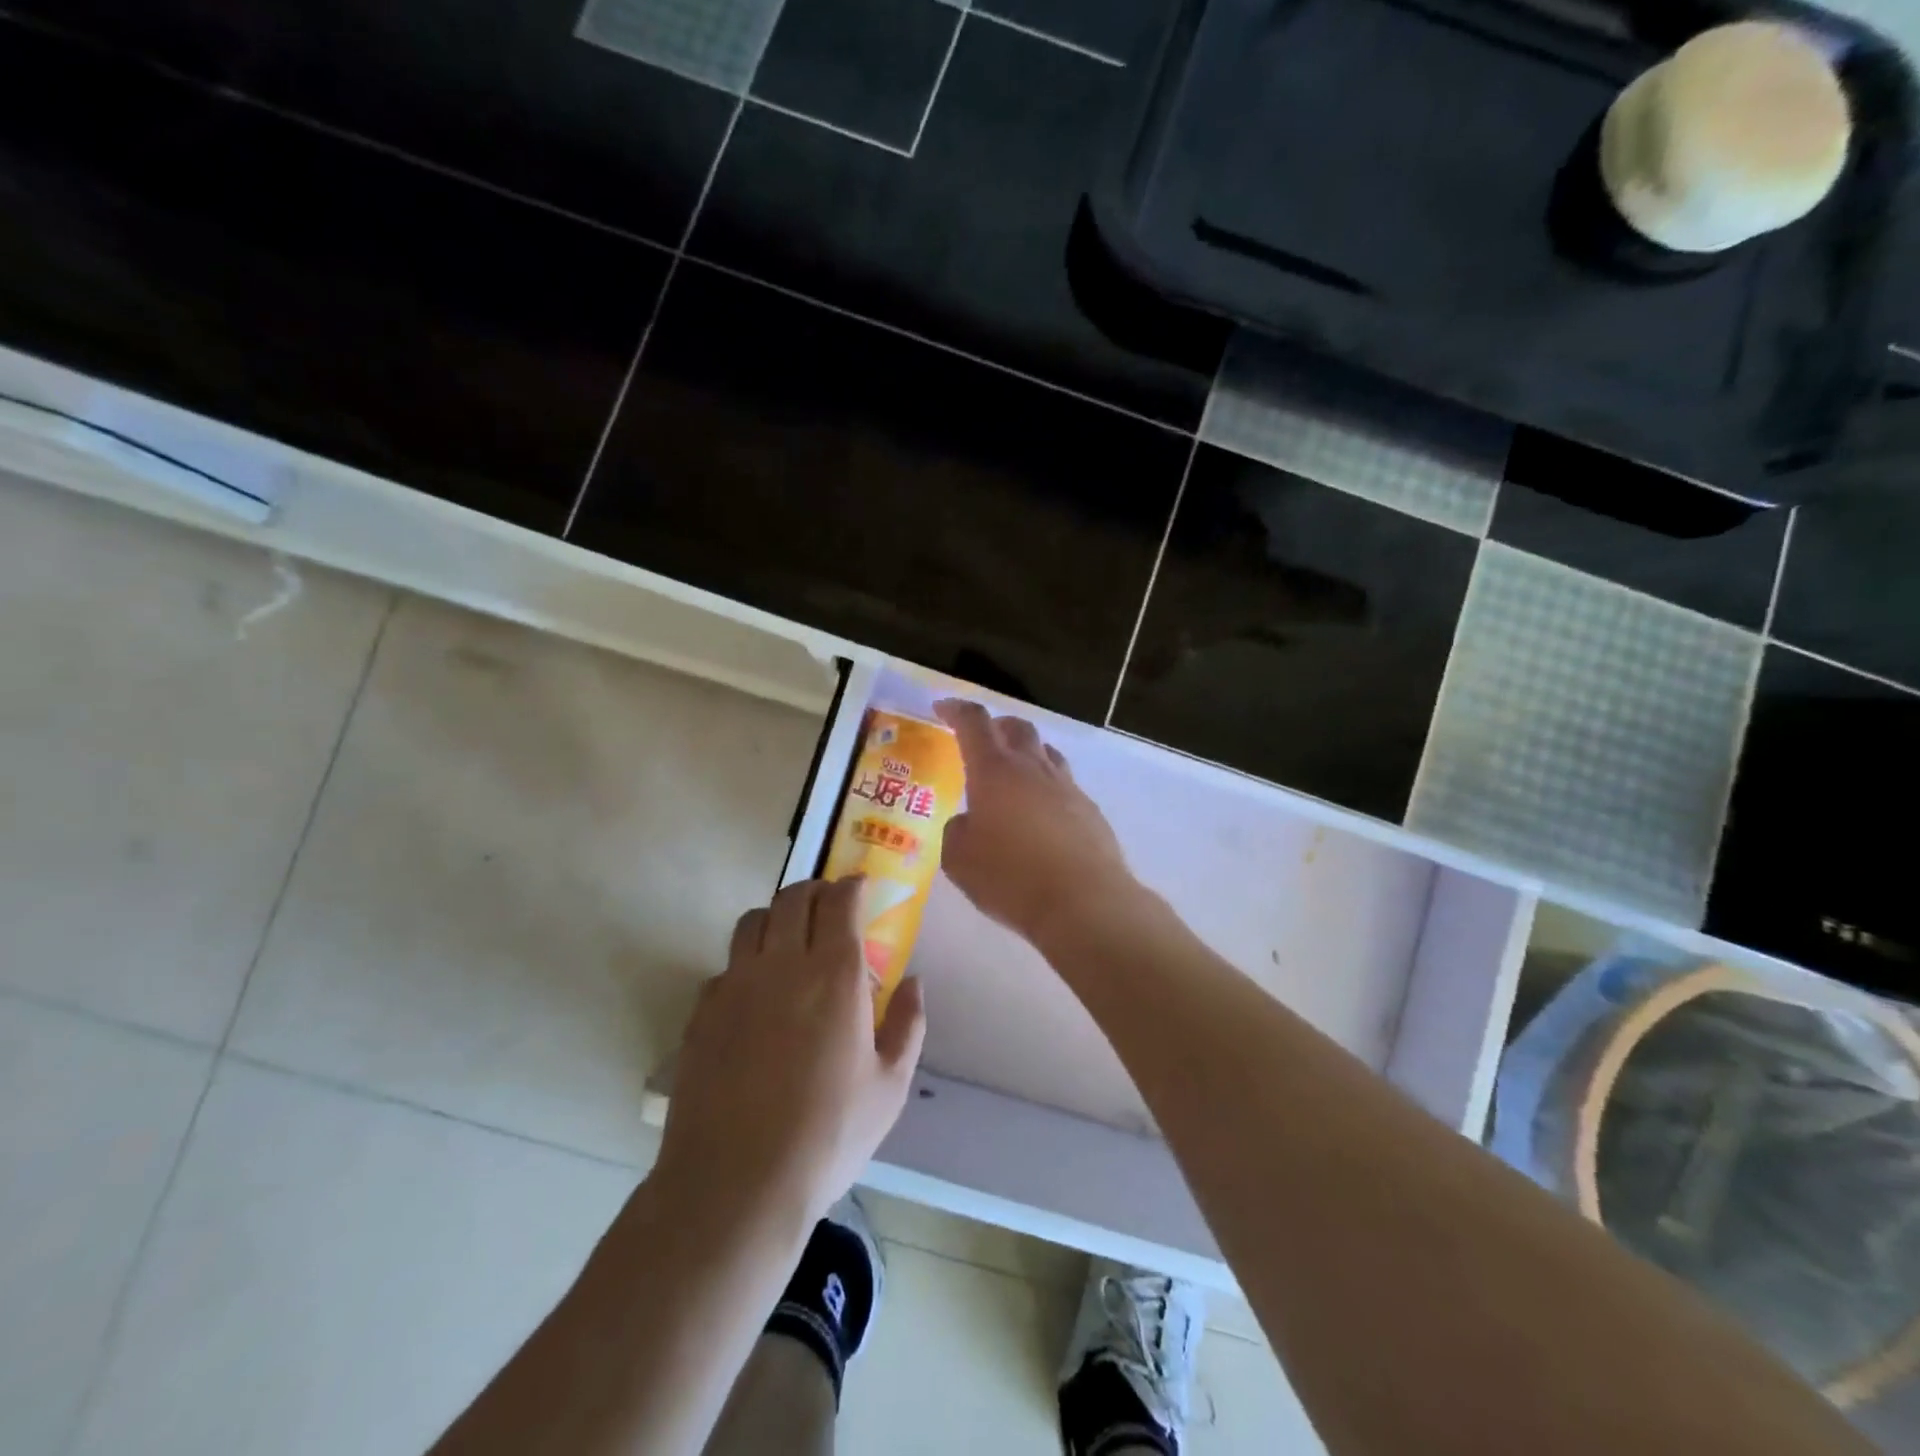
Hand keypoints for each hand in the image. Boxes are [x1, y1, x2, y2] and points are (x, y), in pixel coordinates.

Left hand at [653, 878, 926, 1230]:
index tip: (860, 888)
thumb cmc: (827, 1137)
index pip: (839, 902)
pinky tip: (754, 994)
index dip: (851, 886)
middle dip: (815, 891)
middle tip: (828, 906)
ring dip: (776, 917)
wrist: (735, 1185)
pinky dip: (745, 962)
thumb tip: (913, 982)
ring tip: (788, 939)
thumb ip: (908, 1025)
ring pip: (752, 920)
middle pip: (793, 898)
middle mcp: (781, 965)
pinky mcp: (702, 1012)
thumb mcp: (890, 1088)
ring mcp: (734, 985)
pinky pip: (725, 965)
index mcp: (833, 975)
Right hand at [934, 698, 1140, 948]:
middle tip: (981, 739)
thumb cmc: (1011, 877)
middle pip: (1017, 727)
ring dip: (1026, 753)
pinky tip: (1040, 816)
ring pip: (1046, 753)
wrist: (1084, 902)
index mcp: (995, 770)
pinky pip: (1064, 785)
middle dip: (996, 726)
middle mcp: (1033, 768)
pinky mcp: (1089, 811)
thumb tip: (968, 822)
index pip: (974, 723)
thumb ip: (957, 831)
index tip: (943, 707)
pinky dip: (1047, 788)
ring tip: (1013, 774)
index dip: (957, 710)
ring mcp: (1067, 787)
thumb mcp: (959, 859)